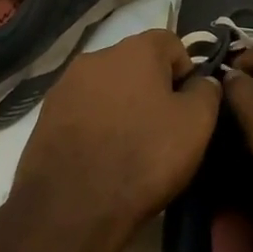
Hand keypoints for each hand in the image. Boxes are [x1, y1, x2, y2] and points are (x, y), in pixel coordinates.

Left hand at [9, 28, 218, 250]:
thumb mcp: (196, 125)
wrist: (70, 208)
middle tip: (162, 128)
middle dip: (152, 88)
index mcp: (136, 49)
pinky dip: (96, 124)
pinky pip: (83, 110)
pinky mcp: (45, 115)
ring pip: (107, 86)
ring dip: (121, 105)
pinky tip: (101, 156)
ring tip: (129, 146)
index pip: (171, 43)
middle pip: (136, 63)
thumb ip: (207, 92)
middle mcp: (97, 56)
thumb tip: (203, 81)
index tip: (188, 107)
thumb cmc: (144, 157)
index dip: (185, 71)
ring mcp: (66, 85)